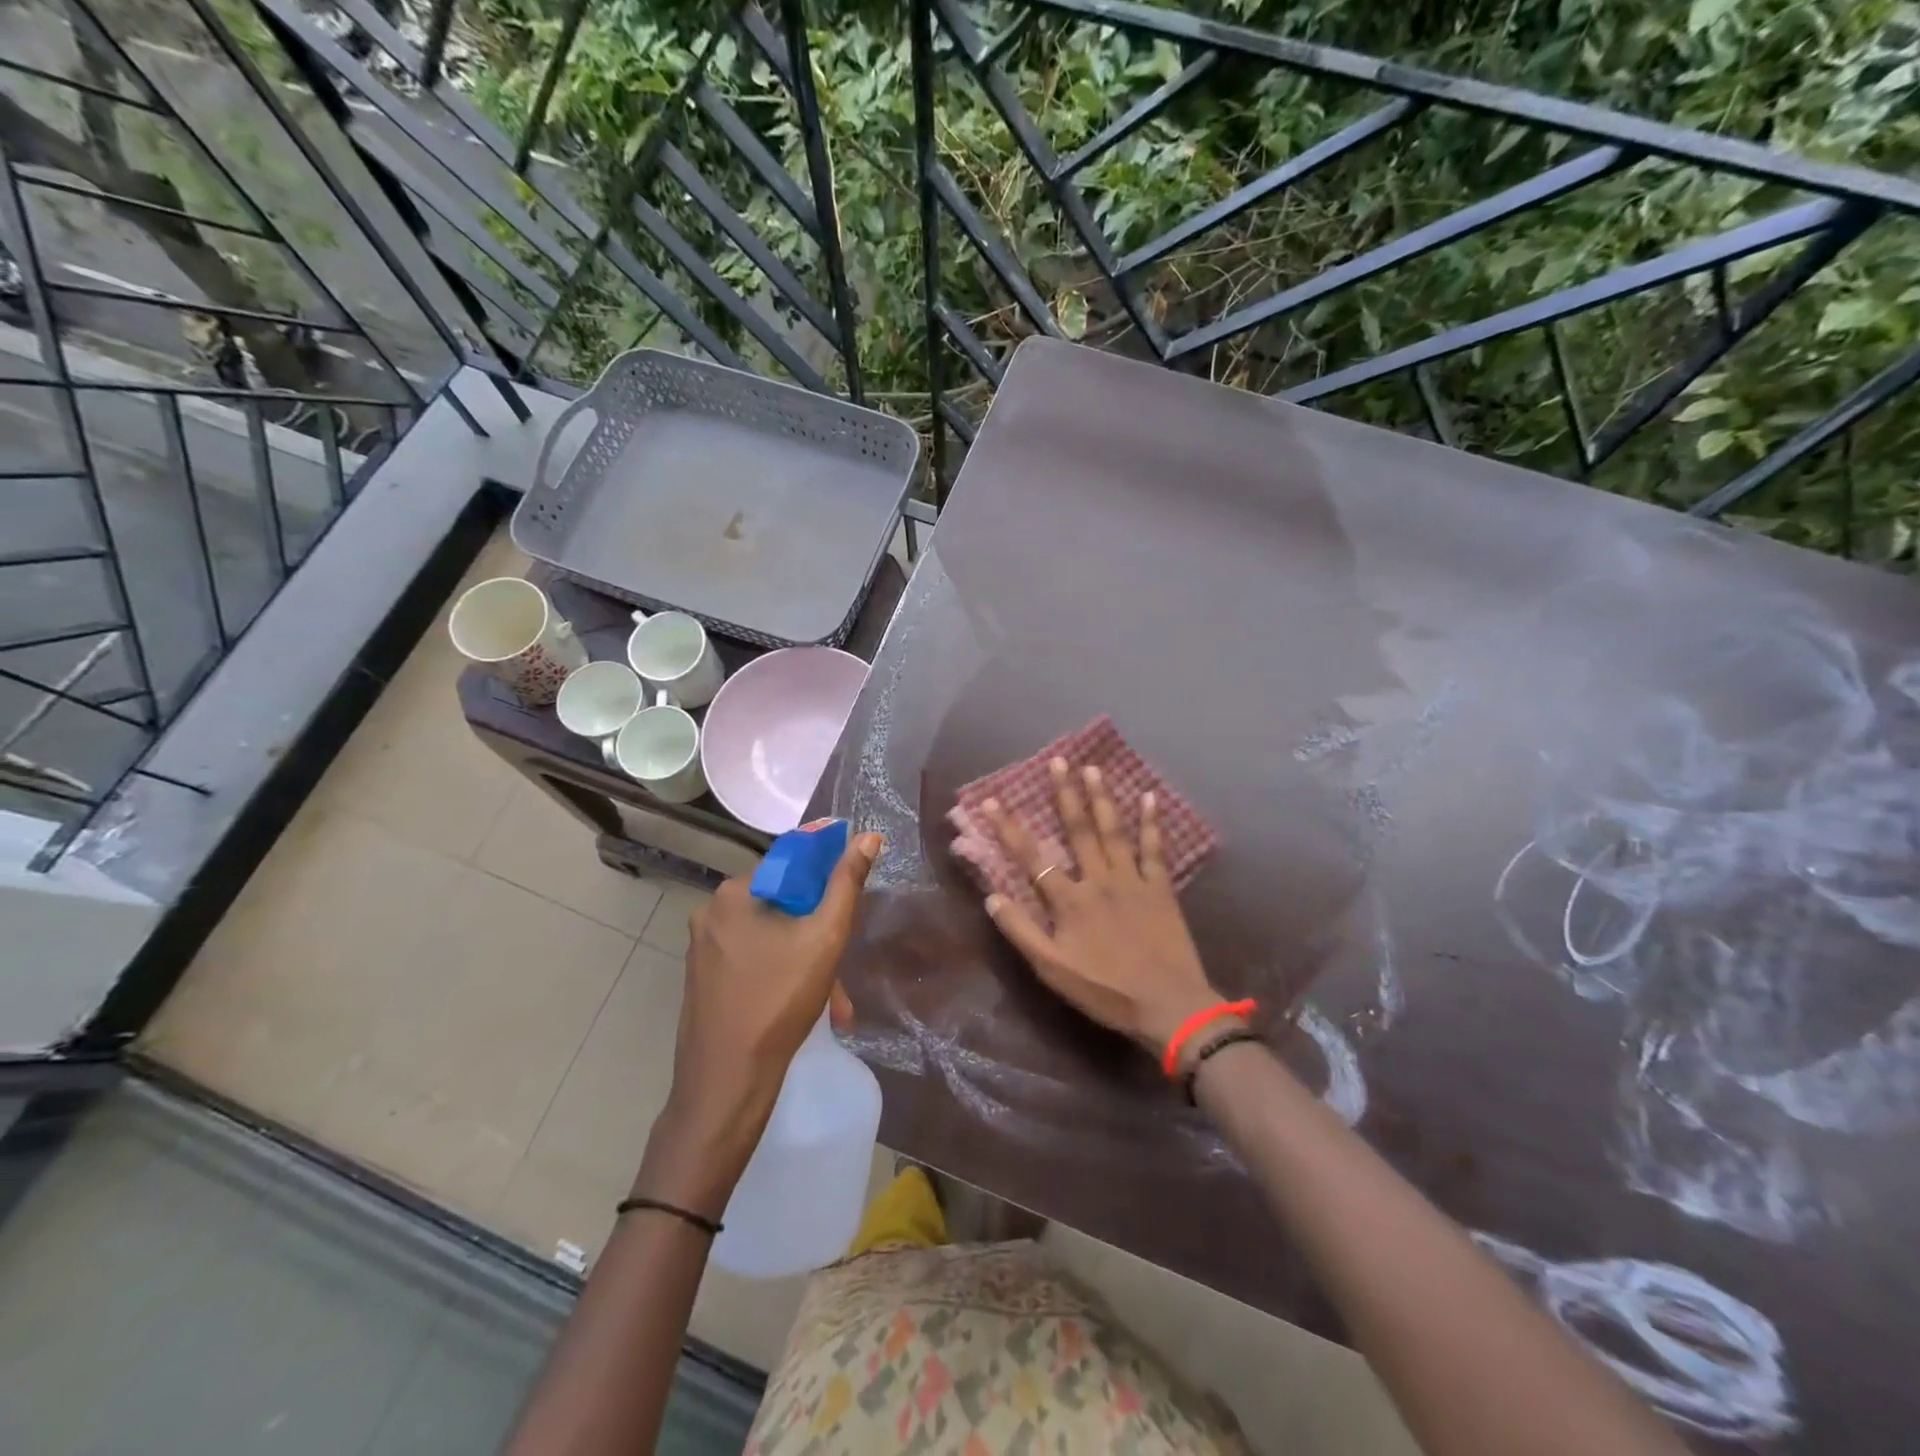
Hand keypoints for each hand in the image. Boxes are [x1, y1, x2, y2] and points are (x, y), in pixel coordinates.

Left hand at [640, 830, 881, 1212]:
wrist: (726, 1083)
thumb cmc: (778, 1000)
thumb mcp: (825, 937)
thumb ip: (847, 883)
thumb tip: (868, 836)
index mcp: (735, 893)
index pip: (791, 862)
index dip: (827, 877)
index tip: (850, 902)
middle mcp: (712, 912)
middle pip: (783, 904)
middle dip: (820, 933)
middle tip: (843, 965)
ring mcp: (704, 948)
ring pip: (772, 937)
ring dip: (807, 961)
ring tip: (835, 1004)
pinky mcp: (704, 978)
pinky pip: (754, 960)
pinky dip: (782, 975)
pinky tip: (807, 1009)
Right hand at [978, 759, 1220, 1052]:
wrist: (1169, 1006)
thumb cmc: (1106, 991)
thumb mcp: (1052, 970)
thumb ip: (1021, 932)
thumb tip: (991, 896)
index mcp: (1069, 900)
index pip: (1031, 857)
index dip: (1009, 828)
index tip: (991, 800)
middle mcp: (1099, 879)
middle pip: (1078, 830)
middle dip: (1064, 794)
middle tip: (1058, 761)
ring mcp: (1132, 880)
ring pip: (1113, 831)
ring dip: (1101, 798)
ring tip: (1093, 768)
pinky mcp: (1160, 888)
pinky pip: (1154, 849)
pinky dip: (1152, 823)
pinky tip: (1149, 798)